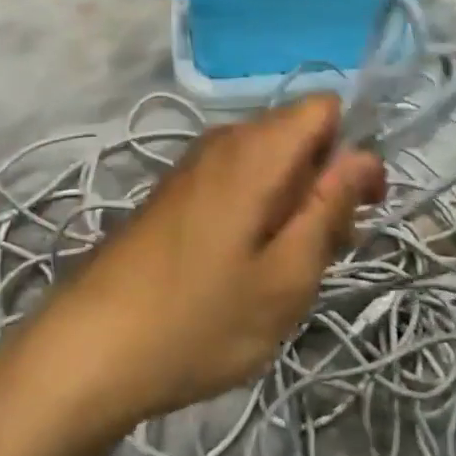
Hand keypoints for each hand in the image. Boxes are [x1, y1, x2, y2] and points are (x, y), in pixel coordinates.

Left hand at [41, 96, 384, 429]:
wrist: (90, 348)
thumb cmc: (199, 318)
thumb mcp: (285, 279)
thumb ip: (330, 209)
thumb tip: (366, 157)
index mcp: (256, 150)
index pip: (324, 107)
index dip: (352, 151)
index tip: (357, 210)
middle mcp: (224, 140)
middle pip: (298, 135)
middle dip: (323, 185)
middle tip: (318, 255)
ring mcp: (195, 164)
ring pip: (269, 161)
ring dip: (291, 205)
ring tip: (280, 273)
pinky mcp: (176, 190)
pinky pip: (237, 179)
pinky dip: (257, 211)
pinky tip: (242, 269)